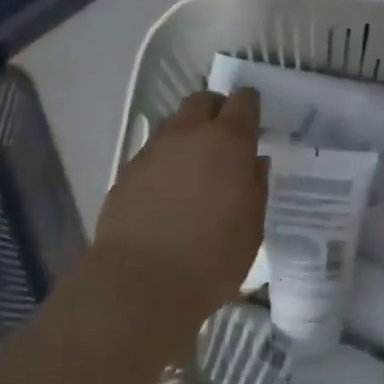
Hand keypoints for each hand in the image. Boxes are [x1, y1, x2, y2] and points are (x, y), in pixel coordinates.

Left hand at [89, 88, 267, 332]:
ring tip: (195, 165)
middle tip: (225, 137)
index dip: (250, 105)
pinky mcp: (127, 172)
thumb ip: (256, 187)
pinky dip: (165, 161)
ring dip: (188, 134)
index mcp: (228, 142)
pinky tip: (168, 190)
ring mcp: (153, 150)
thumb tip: (254, 163)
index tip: (254, 118)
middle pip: (202, 101)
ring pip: (174, 124)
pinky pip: (152, 152)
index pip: (243, 102)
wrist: (142, 282)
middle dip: (216, 110)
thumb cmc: (214, 258)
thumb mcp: (252, 226)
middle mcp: (189, 135)